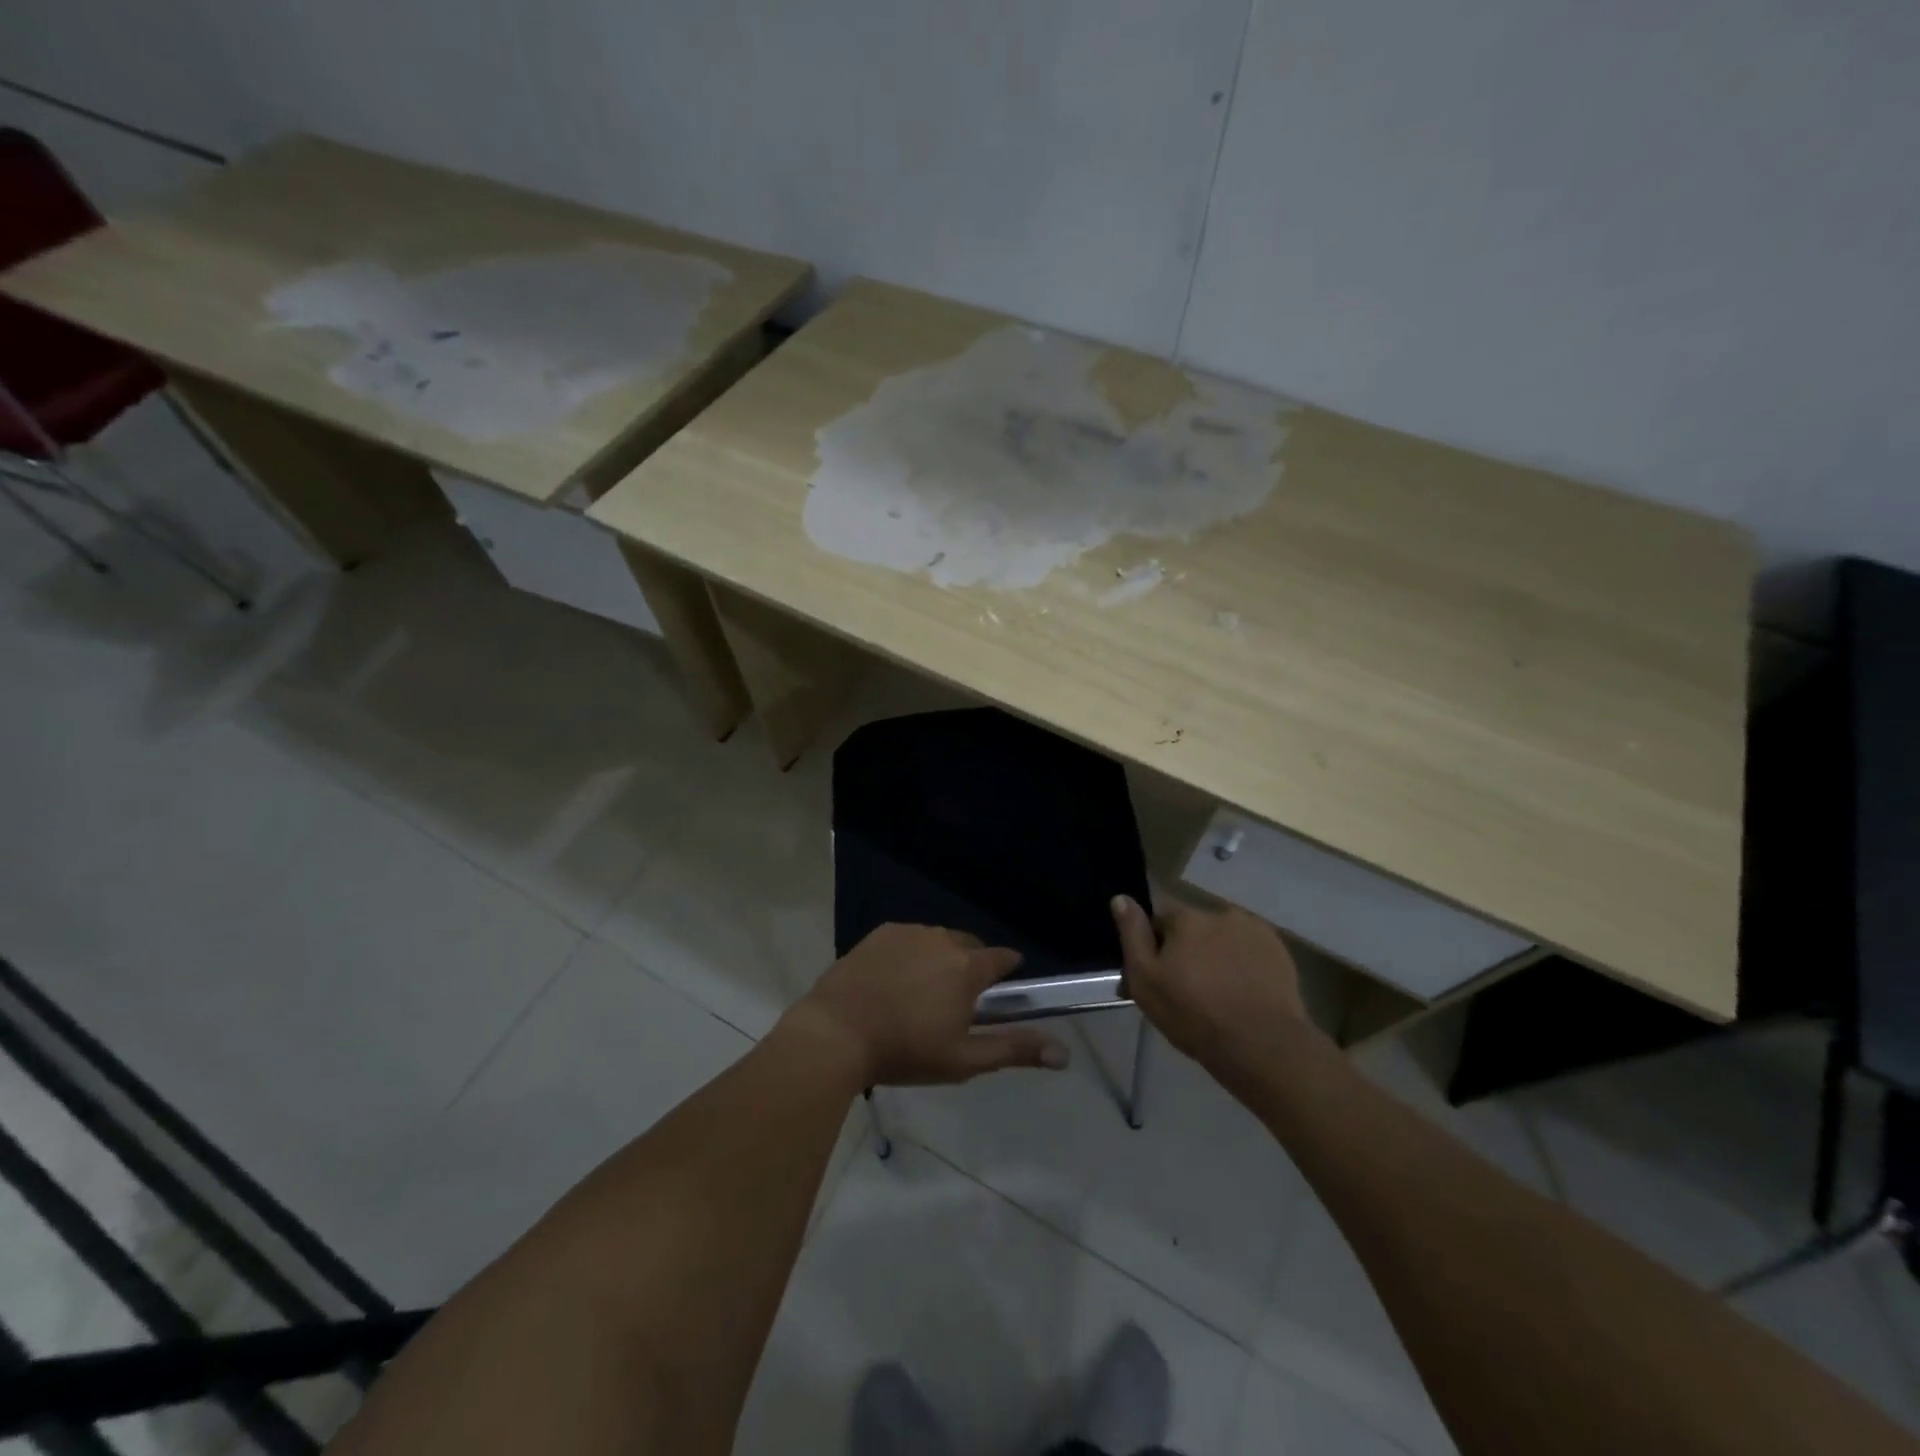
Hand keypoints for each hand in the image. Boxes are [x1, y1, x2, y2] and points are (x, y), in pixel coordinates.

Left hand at [789, 924, 1069, 1086]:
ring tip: (921, 992)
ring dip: (939, 958)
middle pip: (969, 945)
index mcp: (967, 967)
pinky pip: (908, 938)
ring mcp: (908, 932)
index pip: (1002, 958)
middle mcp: (942, 939)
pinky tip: (893, 980)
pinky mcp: (880, 933)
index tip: (1001, 987)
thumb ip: (1014, 1049)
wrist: (836, 1033)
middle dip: (970, 966)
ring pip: (937, 940)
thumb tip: (1064, 1053)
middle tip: (955, 1001)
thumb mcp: (964, 1059)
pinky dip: (909, 953)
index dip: (1006, 970)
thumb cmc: (905, 1051)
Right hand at [1112, 895, 1324, 1071]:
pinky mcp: (1279, 950)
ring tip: (1219, 994)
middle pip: (1193, 928)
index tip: (1157, 976)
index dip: (1154, 946)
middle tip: (1187, 990)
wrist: (1262, 1046)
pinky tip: (1243, 993)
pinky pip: (1250, 951)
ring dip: (1216, 955)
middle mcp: (1219, 913)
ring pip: (1222, 939)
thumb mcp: (1146, 980)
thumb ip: (1133, 935)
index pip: (1159, 919)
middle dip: (1187, 950)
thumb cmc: (1194, 1014)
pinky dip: (1243, 964)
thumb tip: (1121, 897)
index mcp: (1185, 917)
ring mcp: (1253, 930)